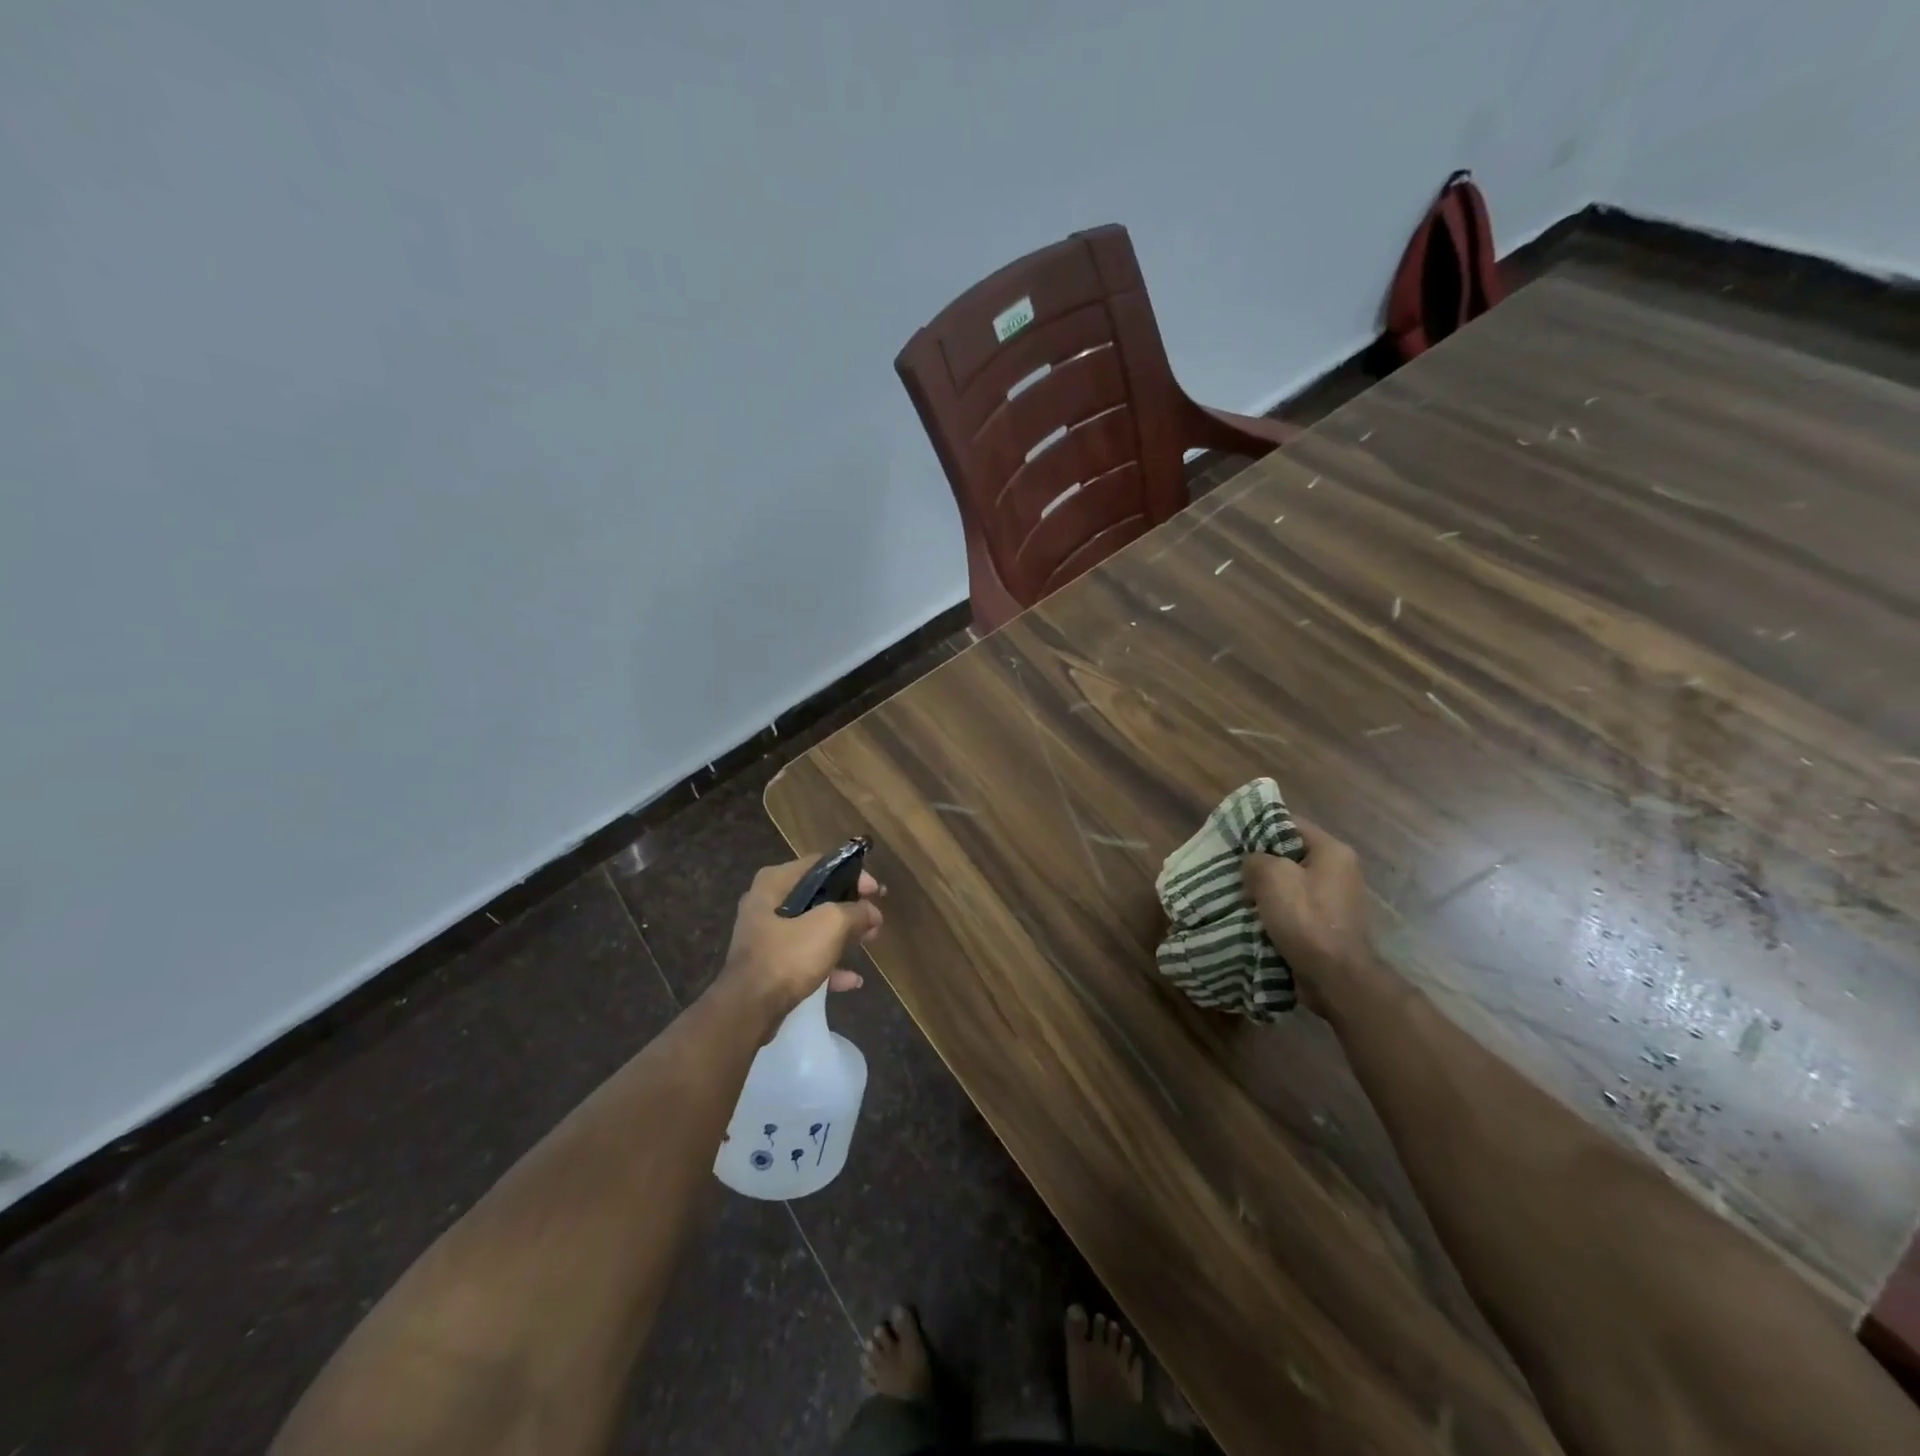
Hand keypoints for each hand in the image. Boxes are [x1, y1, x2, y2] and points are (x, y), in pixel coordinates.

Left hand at [712, 855, 884, 1032]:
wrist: (748, 1010)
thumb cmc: (788, 956)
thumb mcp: (830, 925)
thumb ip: (856, 912)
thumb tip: (871, 912)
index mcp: (774, 882)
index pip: (821, 864)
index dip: (853, 874)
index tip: (875, 892)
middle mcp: (765, 903)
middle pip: (817, 897)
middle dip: (849, 908)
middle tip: (874, 919)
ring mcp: (765, 936)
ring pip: (812, 928)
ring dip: (842, 935)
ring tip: (868, 942)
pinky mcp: (767, 965)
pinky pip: (804, 957)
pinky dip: (827, 964)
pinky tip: (851, 980)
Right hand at [1242, 818, 1371, 1014]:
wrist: (1335, 977)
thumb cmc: (1306, 919)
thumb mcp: (1271, 877)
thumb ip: (1255, 859)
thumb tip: (1253, 863)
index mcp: (1332, 851)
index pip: (1291, 823)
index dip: (1259, 826)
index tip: (1233, 837)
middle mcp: (1339, 871)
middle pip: (1290, 854)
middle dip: (1260, 862)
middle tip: (1231, 868)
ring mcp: (1335, 900)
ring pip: (1290, 884)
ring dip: (1265, 889)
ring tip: (1237, 893)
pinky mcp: (1327, 925)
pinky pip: (1294, 908)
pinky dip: (1274, 911)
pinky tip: (1253, 917)